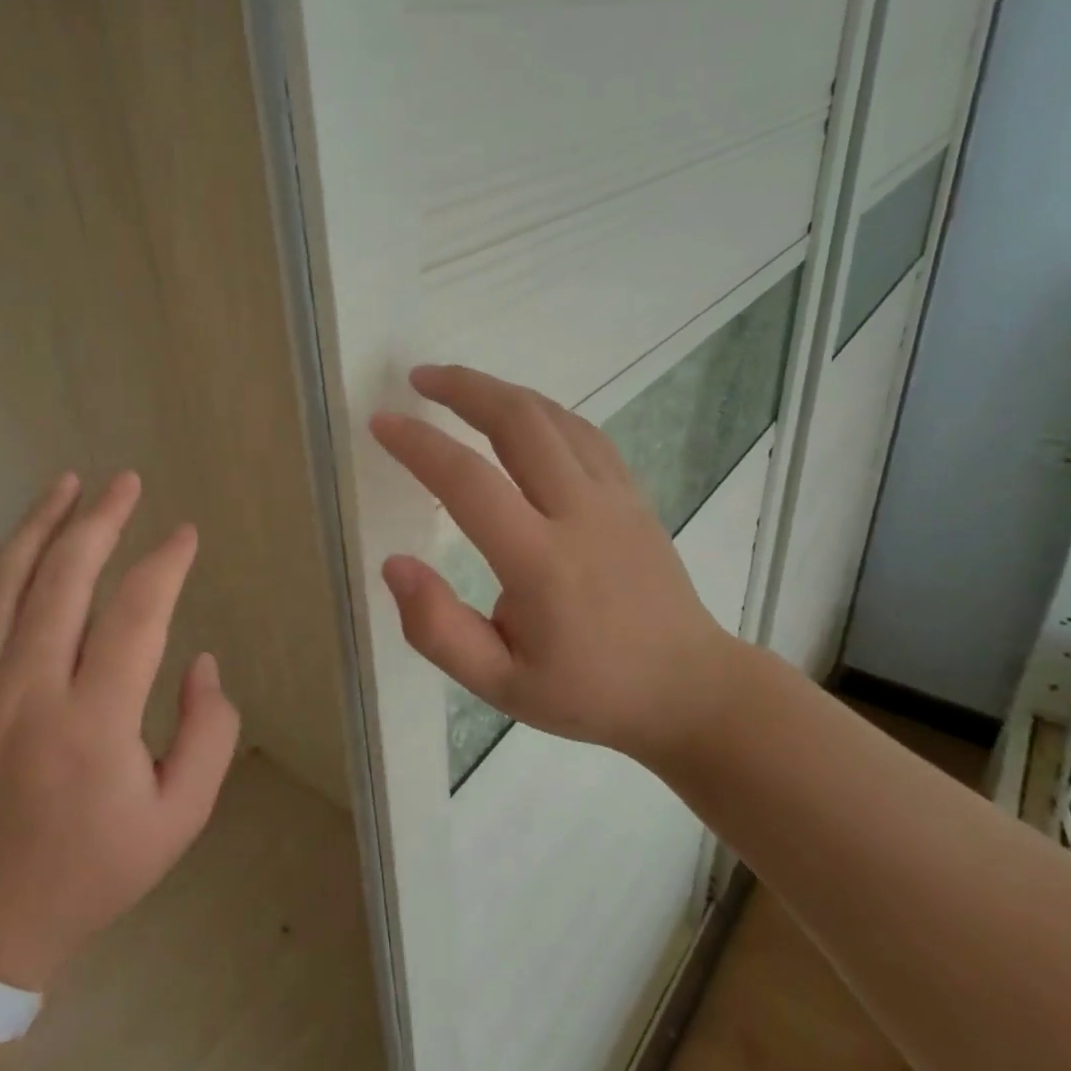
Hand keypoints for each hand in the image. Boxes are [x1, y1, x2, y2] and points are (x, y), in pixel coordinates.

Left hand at [0, 471, 239, 991]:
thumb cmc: (88, 872)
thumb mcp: (178, 820)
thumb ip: (207, 734)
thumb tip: (203, 662)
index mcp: (95, 722)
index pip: (137, 613)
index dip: (166, 563)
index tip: (186, 535)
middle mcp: (28, 691)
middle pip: (64, 576)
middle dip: (102, 518)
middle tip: (127, 482)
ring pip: (3, 581)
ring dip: (39, 524)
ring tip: (68, 485)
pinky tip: (11, 545)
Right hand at [370, 365, 750, 764]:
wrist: (689, 689)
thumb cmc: (588, 693)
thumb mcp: (500, 686)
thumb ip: (438, 630)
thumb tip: (394, 565)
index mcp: (541, 563)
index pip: (469, 483)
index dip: (419, 446)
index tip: (382, 422)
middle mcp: (580, 514)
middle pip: (519, 422)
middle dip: (463, 388)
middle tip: (418, 378)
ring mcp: (615, 497)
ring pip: (554, 417)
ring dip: (500, 391)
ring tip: (457, 386)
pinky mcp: (634, 495)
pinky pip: (583, 433)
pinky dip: (541, 411)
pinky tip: (519, 415)